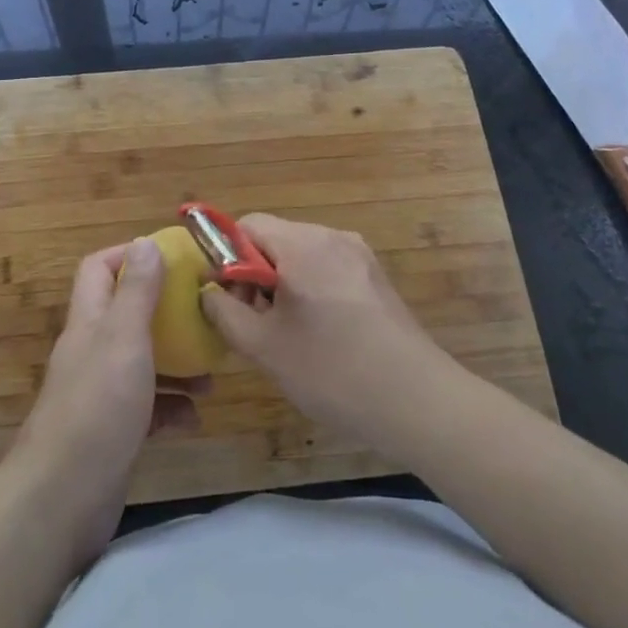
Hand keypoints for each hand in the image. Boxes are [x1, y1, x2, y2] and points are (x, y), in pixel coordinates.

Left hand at [8, 238, 207, 565]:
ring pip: (143, 363)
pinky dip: (172, 408)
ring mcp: (101, 394)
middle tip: (204, 314)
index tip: (173, 258)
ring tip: (212, 373)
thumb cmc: (97, 408)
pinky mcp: (113, 432)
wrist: (62, 500)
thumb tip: (146, 241)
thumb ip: (137, 292)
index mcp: (89, 323)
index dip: (130, 256)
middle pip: (127, 315)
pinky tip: (195, 417)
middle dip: (166, 312)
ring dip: (177, 363)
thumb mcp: (124, 340)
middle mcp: (91, 352)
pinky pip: (148, 409)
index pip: (99, 269)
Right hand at [202, 215, 450, 456]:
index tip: (228, 300)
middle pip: (275, 239)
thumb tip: (209, 292)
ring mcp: (359, 255)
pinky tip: (320, 335)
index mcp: (302, 244)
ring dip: (282, 285)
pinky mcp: (376, 277)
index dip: (226, 257)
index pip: (247, 225)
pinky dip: (311, 290)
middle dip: (254, 275)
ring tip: (287, 335)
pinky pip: (328, 269)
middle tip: (255, 324)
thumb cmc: (332, 371)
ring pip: (302, 256)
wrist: (417, 401)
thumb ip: (225, 312)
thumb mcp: (264, 347)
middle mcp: (332, 237)